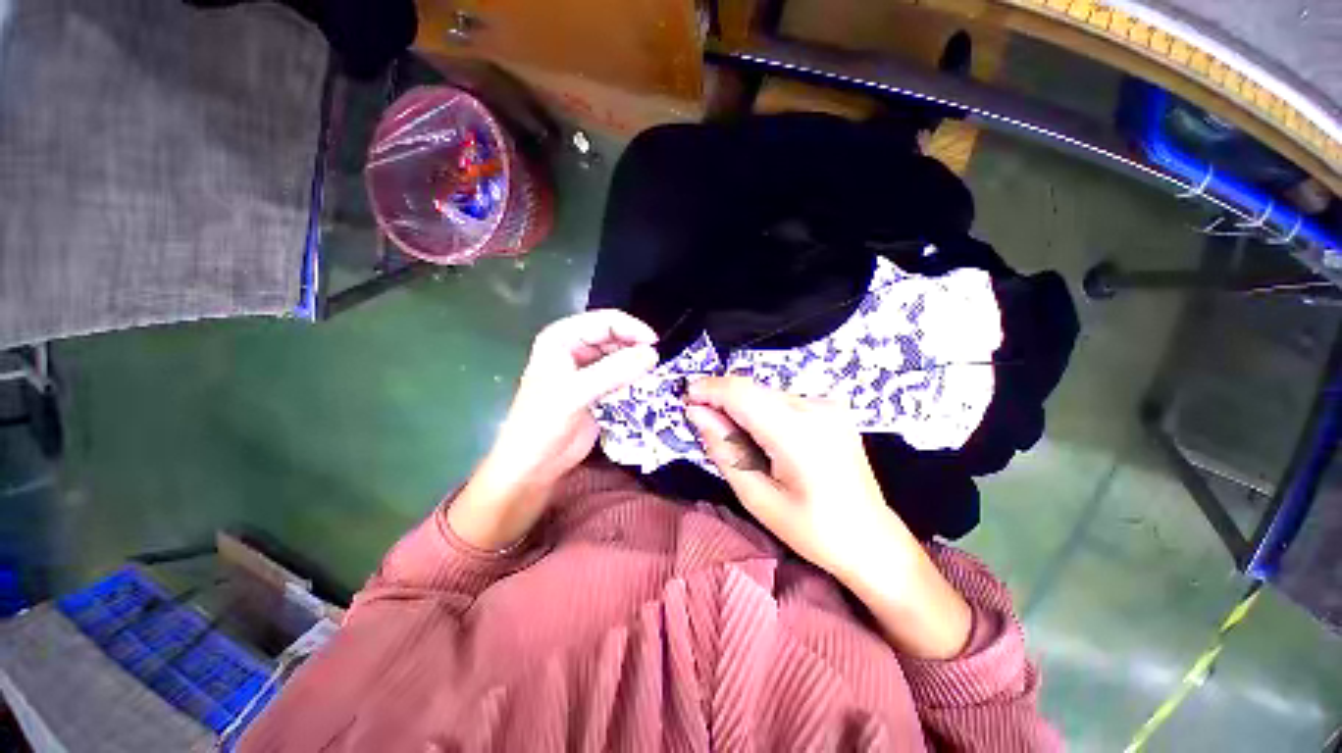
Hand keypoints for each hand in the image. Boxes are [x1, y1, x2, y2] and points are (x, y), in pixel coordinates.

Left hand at [449, 310, 657, 549]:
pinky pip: (621, 376)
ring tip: (654, 375)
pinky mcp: (597, 389)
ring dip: (636, 364)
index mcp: (561, 338)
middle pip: (614, 336)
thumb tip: (652, 354)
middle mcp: (574, 349)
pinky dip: (634, 379)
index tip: (655, 345)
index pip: (604, 321)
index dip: (631, 329)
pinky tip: (645, 387)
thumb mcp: (576, 393)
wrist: (534, 464)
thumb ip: (614, 371)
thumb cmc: (544, 424)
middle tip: (657, 363)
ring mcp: (586, 369)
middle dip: (635, 346)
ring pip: (620, 356)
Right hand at [682, 376, 895, 581]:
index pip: (741, 393)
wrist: (872, 539)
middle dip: (721, 399)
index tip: (685, 399)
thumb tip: (696, 413)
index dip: (708, 389)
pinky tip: (760, 436)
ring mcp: (828, 405)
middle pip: (752, 389)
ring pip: (765, 393)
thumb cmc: (813, 530)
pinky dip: (761, 410)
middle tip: (702, 421)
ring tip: (733, 437)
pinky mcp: (831, 408)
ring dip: (740, 406)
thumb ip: (723, 449)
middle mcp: (816, 408)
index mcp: (798, 434)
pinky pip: (782, 400)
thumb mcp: (757, 498)